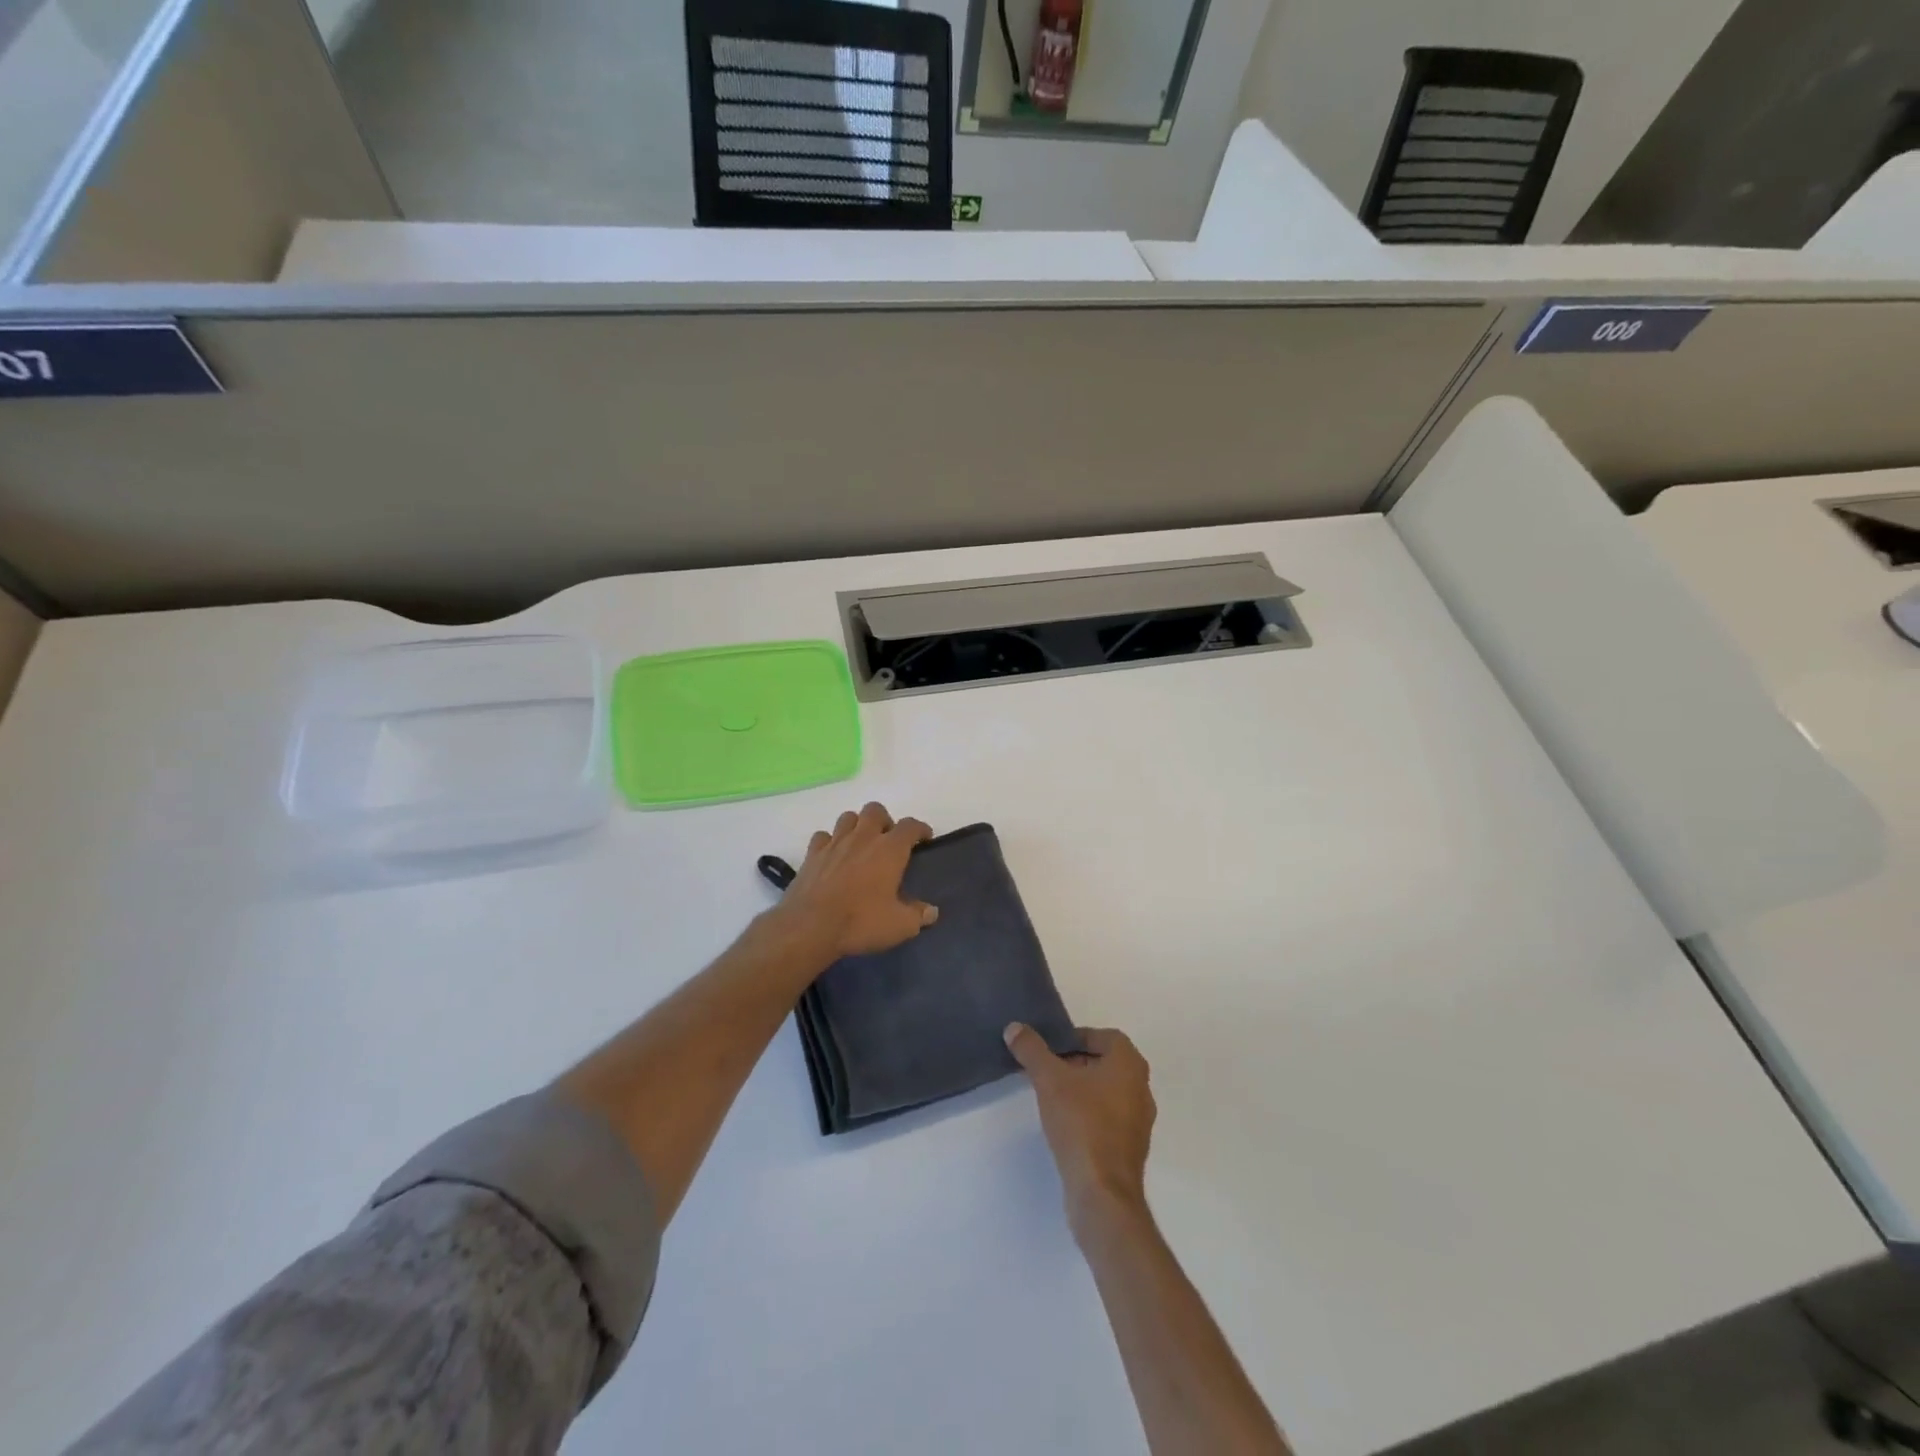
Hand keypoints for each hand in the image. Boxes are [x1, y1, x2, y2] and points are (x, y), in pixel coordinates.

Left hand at [775, 802, 937, 961]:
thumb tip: (931, 912)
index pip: (910, 826)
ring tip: (861, 844)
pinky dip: (830, 841)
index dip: (920, 829)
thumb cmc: (861, 922)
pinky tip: (833, 855)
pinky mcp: (812, 854)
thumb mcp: (899, 926)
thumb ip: (918, 916)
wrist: (810, 926)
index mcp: (889, 850)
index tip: (924, 837)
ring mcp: (835, 843)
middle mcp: (863, 838)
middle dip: (885, 820)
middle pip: (875, 810)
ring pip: (848, 817)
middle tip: (888, 840)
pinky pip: (823, 836)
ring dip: (857, 825)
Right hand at [1005, 1023, 1156, 1238]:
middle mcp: (1141, 1088)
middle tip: (1047, 1069)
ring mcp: (1139, 1120)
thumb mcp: (1049, 1079)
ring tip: (1052, 1096)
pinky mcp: (1130, 1147)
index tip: (1052, 1049)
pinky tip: (1065, 1125)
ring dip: (1082, 1088)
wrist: (1102, 1192)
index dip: (1078, 1037)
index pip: (1106, 1037)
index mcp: (1129, 1064)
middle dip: (1076, 1062)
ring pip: (1108, 1091)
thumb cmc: (1081, 1123)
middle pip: (1106, 1063)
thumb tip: (1014, 1027)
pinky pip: (1109, 1117)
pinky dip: (1089, 1113)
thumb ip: (1031, 1050)